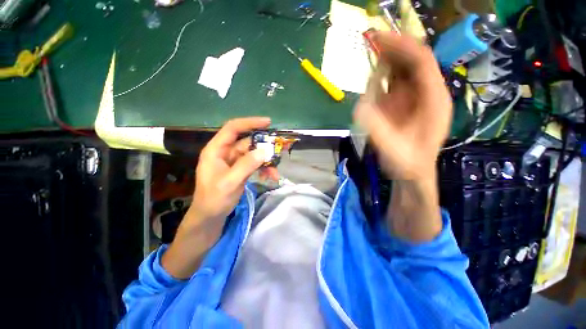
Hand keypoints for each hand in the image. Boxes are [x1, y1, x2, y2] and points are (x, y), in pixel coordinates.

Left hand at [187, 117, 269, 232]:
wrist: (210, 215)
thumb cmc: (214, 199)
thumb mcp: (230, 182)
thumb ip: (246, 165)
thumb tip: (264, 151)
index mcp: (216, 150)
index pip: (233, 128)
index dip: (250, 123)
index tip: (268, 122)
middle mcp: (225, 152)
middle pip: (246, 141)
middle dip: (263, 144)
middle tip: (279, 146)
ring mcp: (234, 161)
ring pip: (253, 153)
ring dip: (265, 160)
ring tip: (275, 169)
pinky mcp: (240, 169)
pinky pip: (254, 163)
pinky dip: (263, 167)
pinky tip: (271, 175)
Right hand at [354, 32, 451, 179]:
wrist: (413, 172)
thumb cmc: (408, 162)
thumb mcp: (393, 148)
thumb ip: (377, 128)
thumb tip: (360, 107)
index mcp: (433, 101)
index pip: (422, 63)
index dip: (402, 47)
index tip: (380, 38)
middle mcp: (427, 94)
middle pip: (414, 62)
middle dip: (393, 49)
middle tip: (371, 40)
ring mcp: (416, 98)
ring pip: (404, 71)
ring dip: (388, 61)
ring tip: (371, 53)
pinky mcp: (405, 104)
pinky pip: (395, 85)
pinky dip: (384, 78)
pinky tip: (373, 76)